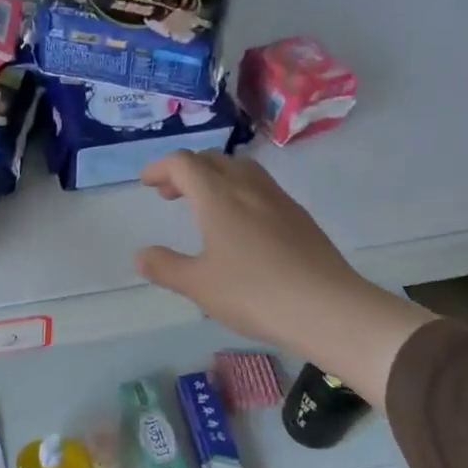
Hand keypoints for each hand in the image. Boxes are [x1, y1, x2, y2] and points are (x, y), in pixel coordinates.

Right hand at [133, 152, 431, 402]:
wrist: (327, 308)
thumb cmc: (253, 293)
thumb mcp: (199, 285)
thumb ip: (165, 267)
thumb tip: (140, 254)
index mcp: (218, 196)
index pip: (184, 163)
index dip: (160, 167)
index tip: (146, 183)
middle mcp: (248, 187)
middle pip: (213, 160)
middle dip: (186, 170)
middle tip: (170, 194)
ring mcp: (279, 200)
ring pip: (241, 170)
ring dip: (215, 178)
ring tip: (204, 205)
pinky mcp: (299, 217)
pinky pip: (261, 189)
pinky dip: (239, 192)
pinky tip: (241, 225)